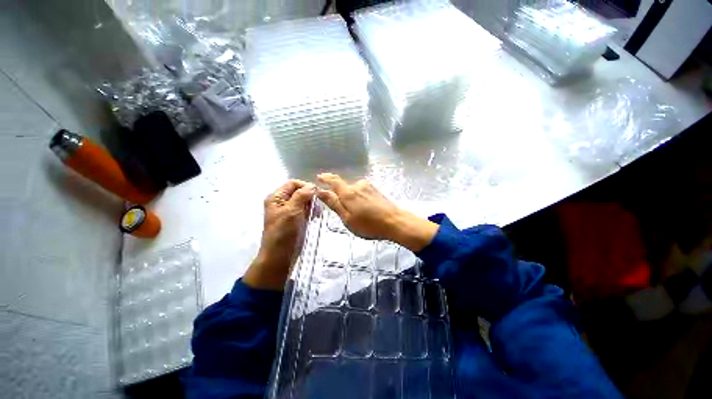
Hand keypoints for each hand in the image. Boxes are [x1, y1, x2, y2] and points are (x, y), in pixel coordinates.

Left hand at [243, 179, 315, 290]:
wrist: (279, 256)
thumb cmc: (283, 233)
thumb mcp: (291, 211)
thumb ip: (301, 196)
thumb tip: (312, 185)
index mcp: (276, 198)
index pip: (293, 183)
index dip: (305, 186)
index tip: (317, 194)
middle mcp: (282, 202)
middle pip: (299, 192)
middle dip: (310, 197)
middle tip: (318, 206)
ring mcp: (288, 211)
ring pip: (304, 201)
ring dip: (312, 205)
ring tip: (317, 213)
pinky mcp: (295, 220)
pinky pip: (305, 210)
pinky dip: (311, 212)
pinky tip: (314, 217)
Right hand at [316, 173, 437, 251]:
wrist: (396, 222)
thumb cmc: (369, 224)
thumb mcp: (347, 218)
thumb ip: (334, 204)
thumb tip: (320, 191)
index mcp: (349, 193)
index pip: (334, 181)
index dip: (326, 178)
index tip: (319, 177)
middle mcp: (358, 185)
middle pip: (344, 188)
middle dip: (341, 196)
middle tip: (344, 212)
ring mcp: (369, 187)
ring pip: (354, 191)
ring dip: (352, 199)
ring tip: (358, 214)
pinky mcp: (376, 190)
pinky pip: (362, 192)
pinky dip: (359, 199)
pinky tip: (366, 209)